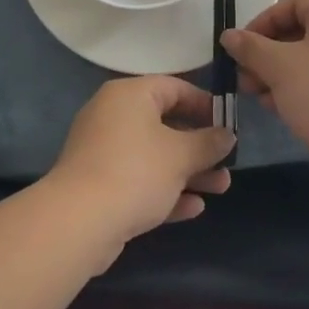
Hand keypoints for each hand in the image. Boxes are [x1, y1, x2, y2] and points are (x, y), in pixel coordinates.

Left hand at [42, 76, 234, 249]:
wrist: (79, 221)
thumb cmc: (136, 172)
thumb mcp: (181, 155)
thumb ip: (208, 143)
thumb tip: (227, 135)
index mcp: (129, 96)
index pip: (173, 87)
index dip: (204, 104)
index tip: (229, 124)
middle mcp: (113, 116)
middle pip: (165, 124)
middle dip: (200, 146)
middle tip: (228, 162)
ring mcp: (103, 151)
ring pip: (154, 156)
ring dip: (188, 171)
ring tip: (221, 188)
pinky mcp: (99, 184)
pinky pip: (139, 180)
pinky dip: (165, 190)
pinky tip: (193, 208)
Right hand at [222, 0, 308, 159]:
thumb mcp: (278, 66)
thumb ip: (250, 47)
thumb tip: (229, 36)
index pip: (297, 3)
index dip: (265, 20)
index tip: (242, 46)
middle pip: (305, 32)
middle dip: (268, 53)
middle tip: (245, 76)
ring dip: (281, 74)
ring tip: (259, 97)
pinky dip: (303, 89)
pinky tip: (282, 110)